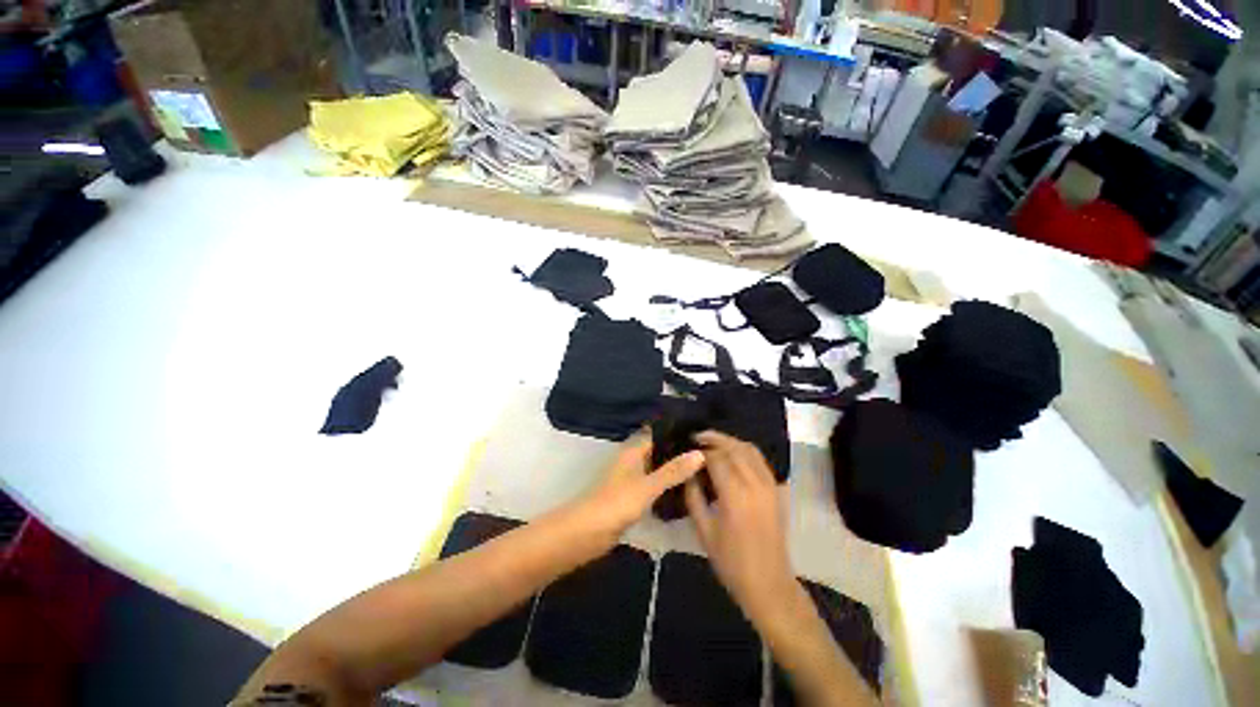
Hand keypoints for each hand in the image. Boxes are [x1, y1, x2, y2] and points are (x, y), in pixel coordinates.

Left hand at [579, 436, 704, 540]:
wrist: (588, 532)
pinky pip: (654, 484)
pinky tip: (685, 489)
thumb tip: (701, 453)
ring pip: (658, 468)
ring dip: (674, 469)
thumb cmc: (617, 502)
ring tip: (704, 469)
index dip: (678, 432)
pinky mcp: (633, 496)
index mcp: (634, 450)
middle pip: (659, 450)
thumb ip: (674, 471)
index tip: (702, 433)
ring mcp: (633, 478)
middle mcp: (633, 459)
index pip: (659, 433)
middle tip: (709, 453)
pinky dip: (667, 485)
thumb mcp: (648, 485)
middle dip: (679, 451)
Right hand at [685, 431, 796, 623]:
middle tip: (696, 437)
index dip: (700, 450)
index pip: (715, 458)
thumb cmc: (731, 562)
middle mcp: (754, 484)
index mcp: (735, 495)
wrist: (769, 584)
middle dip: (714, 439)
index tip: (687, 446)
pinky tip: (733, 454)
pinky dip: (745, 450)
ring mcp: (769, 485)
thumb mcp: (704, 531)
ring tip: (712, 441)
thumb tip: (688, 472)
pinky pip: (760, 460)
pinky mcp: (776, 489)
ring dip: (730, 441)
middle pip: (733, 447)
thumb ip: (693, 496)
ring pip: (749, 449)